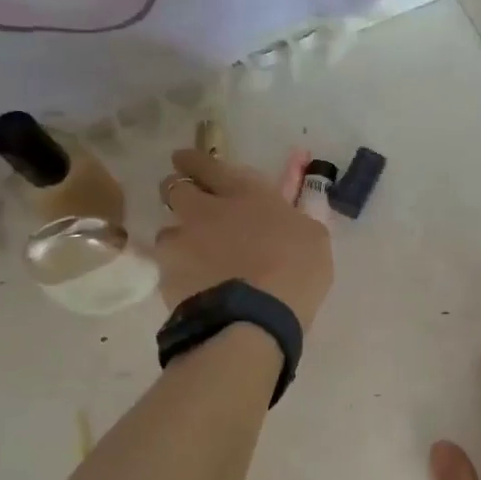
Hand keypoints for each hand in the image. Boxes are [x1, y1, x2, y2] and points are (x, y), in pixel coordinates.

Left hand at [154, 148, 332, 329]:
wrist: (254, 320)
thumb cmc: (295, 272)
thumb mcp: (314, 239)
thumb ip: (296, 220)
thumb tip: (289, 216)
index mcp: (244, 193)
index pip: (207, 164)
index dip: (194, 160)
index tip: (187, 159)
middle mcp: (205, 211)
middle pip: (174, 188)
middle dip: (179, 191)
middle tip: (190, 203)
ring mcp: (182, 244)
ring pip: (167, 230)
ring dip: (179, 237)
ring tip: (193, 256)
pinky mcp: (166, 277)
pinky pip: (168, 268)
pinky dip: (179, 273)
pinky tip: (195, 287)